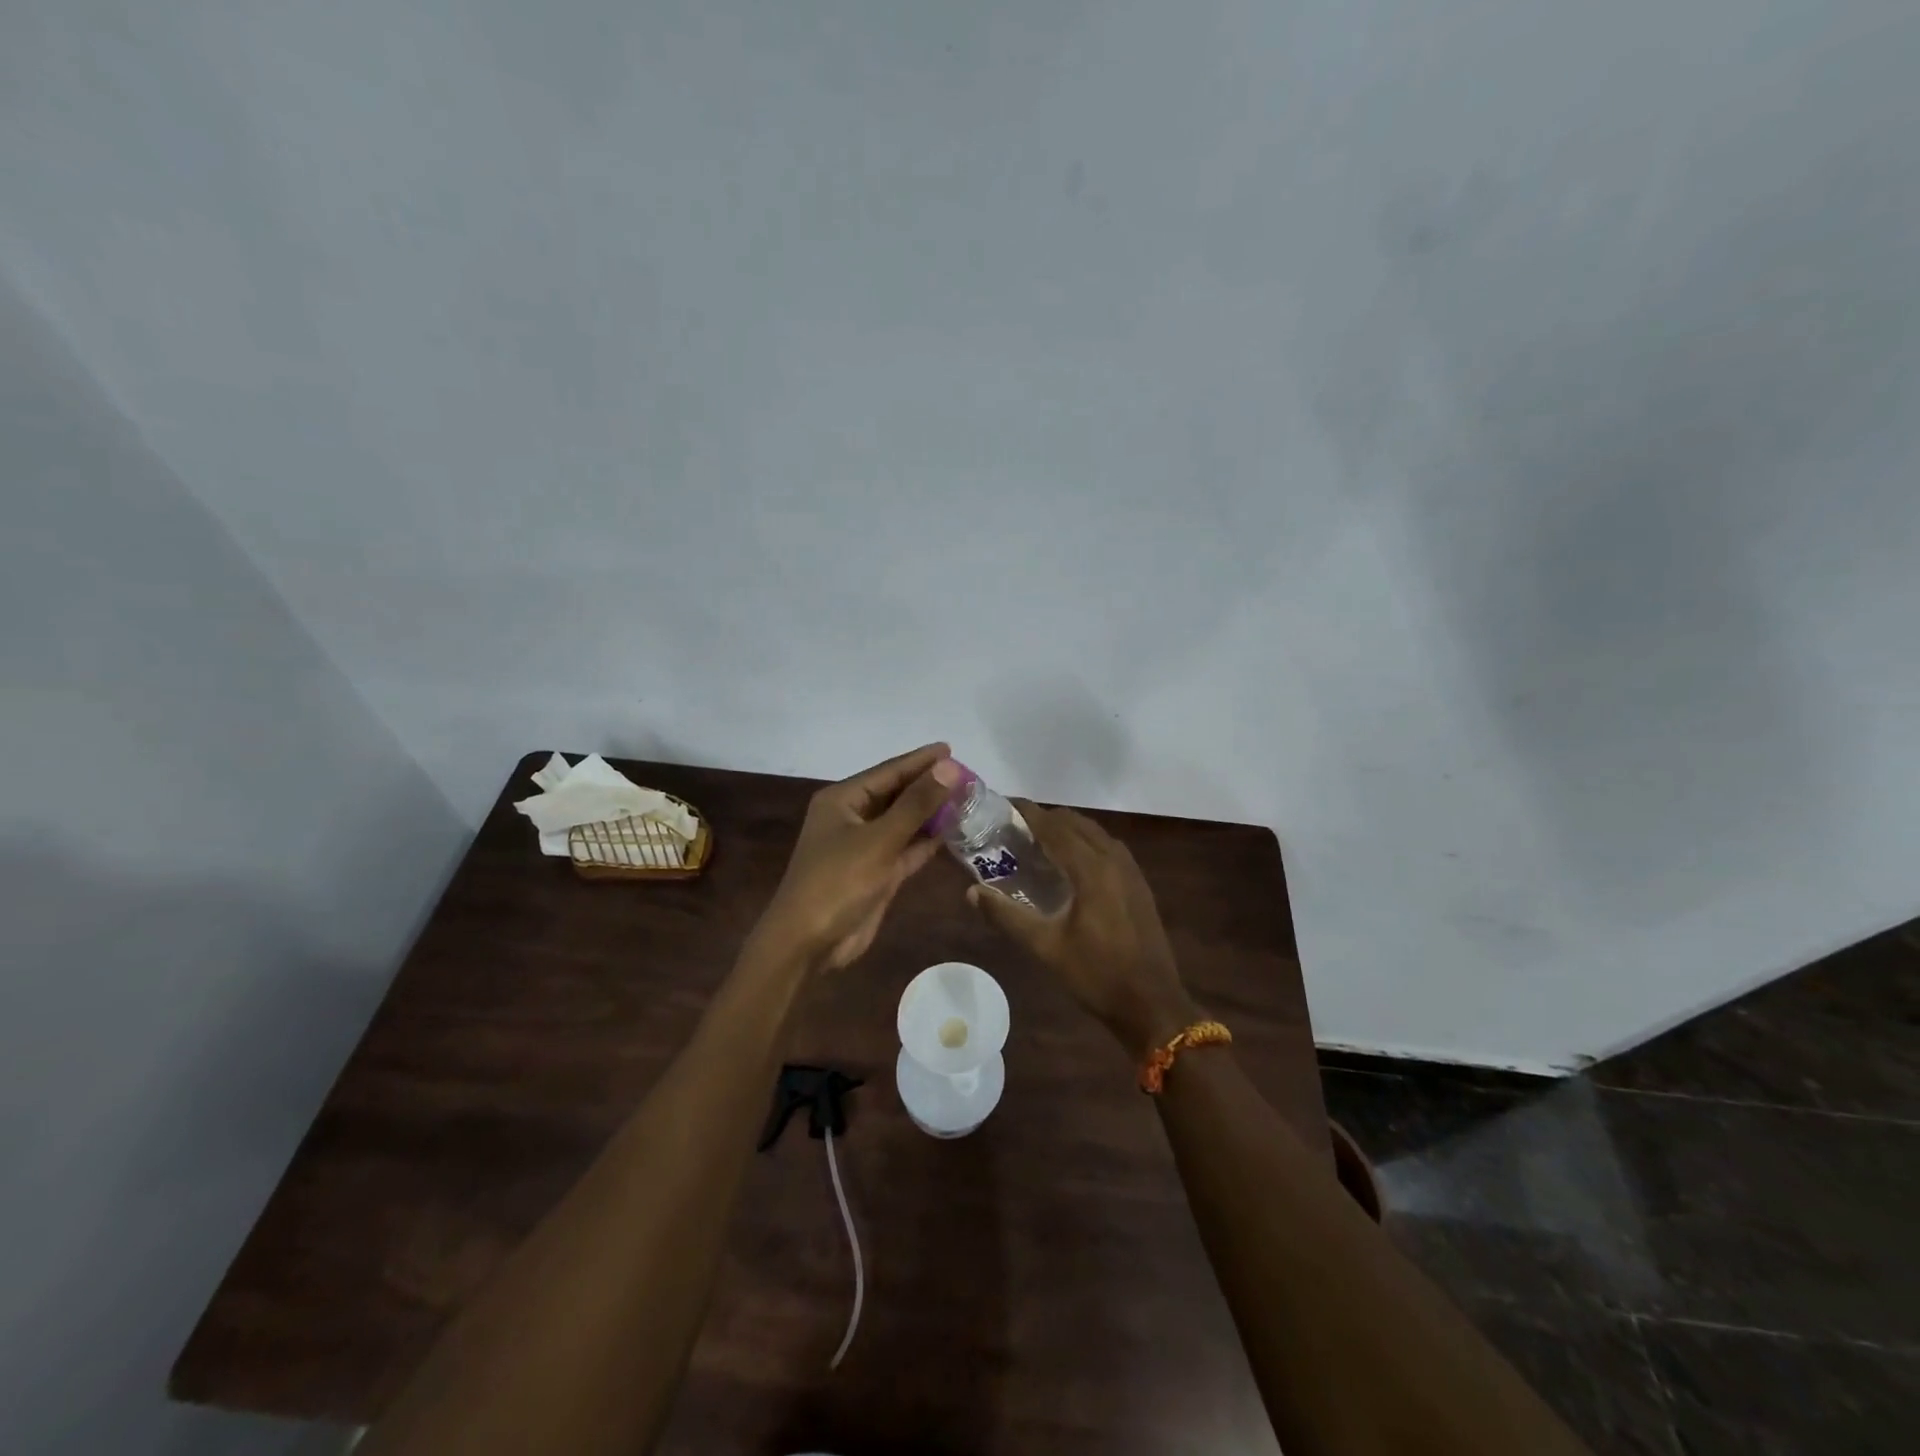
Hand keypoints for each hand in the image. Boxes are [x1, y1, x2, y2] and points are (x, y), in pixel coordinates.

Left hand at [754, 743, 962, 971]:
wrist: (808, 943)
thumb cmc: (837, 882)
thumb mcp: (879, 839)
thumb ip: (916, 804)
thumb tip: (949, 767)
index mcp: (842, 801)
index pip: (888, 772)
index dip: (920, 761)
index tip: (951, 749)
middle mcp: (853, 818)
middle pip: (897, 795)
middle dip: (929, 786)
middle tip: (968, 776)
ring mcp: (865, 847)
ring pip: (904, 823)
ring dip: (932, 813)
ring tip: (967, 799)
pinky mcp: (876, 873)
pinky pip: (906, 849)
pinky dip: (927, 841)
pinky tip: (953, 831)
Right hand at [967, 802, 1197, 1057]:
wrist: (1152, 1004)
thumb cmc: (1096, 975)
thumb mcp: (1045, 947)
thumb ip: (1007, 916)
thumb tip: (971, 892)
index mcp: (1091, 869)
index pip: (1055, 827)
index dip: (1029, 812)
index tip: (1005, 803)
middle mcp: (1114, 859)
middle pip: (1076, 823)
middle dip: (1046, 818)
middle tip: (1015, 827)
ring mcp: (1131, 871)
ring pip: (1095, 833)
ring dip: (1068, 829)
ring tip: (1039, 841)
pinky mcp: (1139, 885)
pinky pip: (1108, 848)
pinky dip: (1086, 842)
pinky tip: (1071, 863)